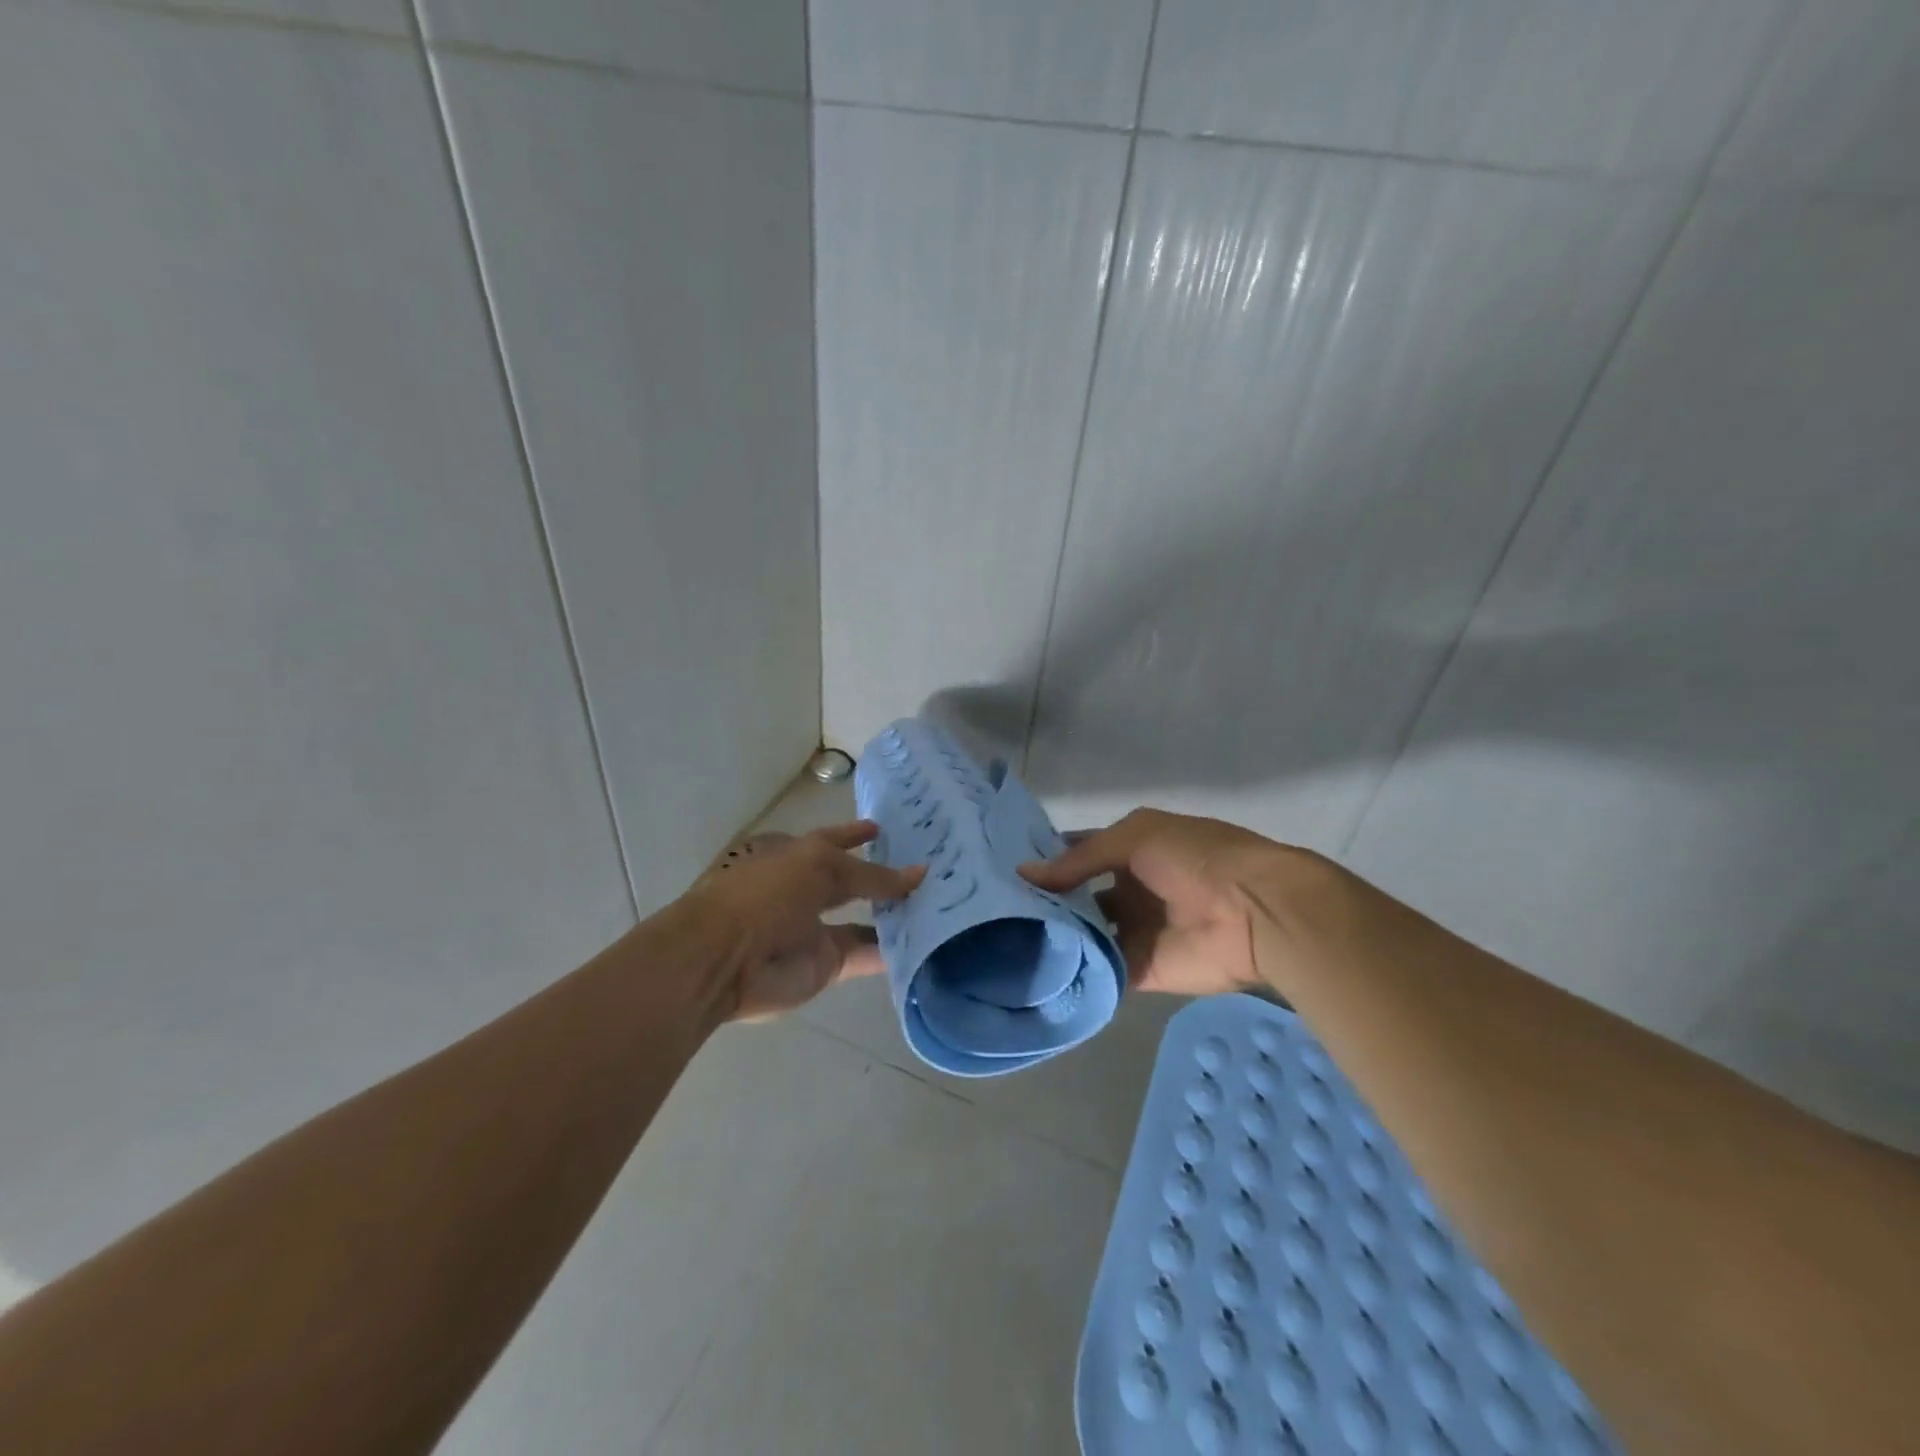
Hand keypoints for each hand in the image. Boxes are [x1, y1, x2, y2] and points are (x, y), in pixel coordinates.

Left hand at [688, 821, 924, 1020]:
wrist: (723, 959)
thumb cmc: (765, 894)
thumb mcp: (822, 868)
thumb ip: (872, 874)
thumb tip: (920, 873)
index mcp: (796, 857)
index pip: (834, 840)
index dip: (857, 834)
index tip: (887, 829)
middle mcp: (807, 890)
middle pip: (852, 883)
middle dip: (884, 877)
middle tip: (928, 871)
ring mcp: (816, 930)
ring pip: (864, 921)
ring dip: (895, 915)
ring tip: (937, 906)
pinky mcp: (825, 965)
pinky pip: (866, 956)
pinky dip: (892, 953)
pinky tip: (926, 944)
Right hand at [1020, 808, 1290, 998]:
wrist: (1254, 912)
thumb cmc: (1194, 859)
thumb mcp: (1133, 838)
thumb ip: (1079, 859)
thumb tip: (1024, 874)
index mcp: (1131, 852)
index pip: (1079, 854)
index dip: (1047, 860)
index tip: (1004, 870)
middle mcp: (1129, 890)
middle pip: (1079, 897)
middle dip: (1046, 902)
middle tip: (996, 911)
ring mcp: (1135, 931)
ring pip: (1087, 934)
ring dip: (1058, 937)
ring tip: (1007, 942)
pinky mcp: (1142, 969)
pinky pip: (1103, 970)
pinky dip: (1077, 971)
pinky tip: (1036, 972)